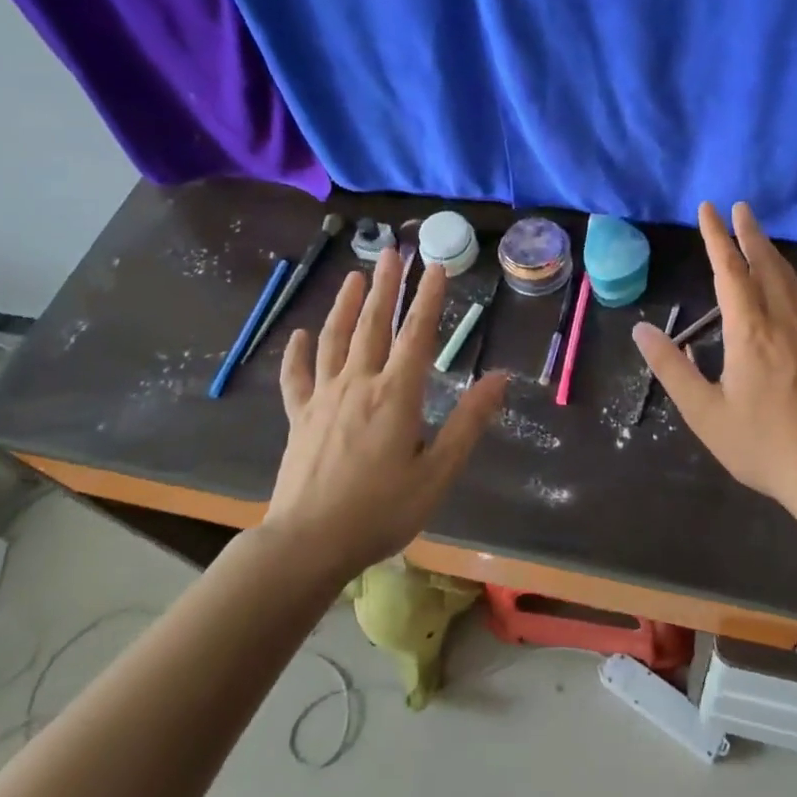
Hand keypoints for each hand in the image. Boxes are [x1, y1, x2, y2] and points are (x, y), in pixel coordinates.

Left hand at [269, 249, 504, 575]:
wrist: (307, 544)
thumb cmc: (380, 511)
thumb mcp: (437, 473)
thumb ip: (468, 422)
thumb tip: (500, 378)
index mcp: (396, 394)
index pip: (417, 333)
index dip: (428, 297)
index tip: (436, 266)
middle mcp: (359, 384)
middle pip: (373, 324)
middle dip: (386, 286)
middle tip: (392, 252)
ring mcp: (324, 398)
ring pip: (334, 339)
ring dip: (346, 305)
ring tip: (354, 276)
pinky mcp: (299, 417)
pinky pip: (296, 377)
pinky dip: (298, 353)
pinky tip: (299, 334)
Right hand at [632, 202, 796, 518]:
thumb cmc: (761, 444)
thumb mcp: (704, 412)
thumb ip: (672, 368)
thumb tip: (642, 331)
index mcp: (750, 331)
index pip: (729, 270)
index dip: (716, 237)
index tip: (709, 209)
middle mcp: (783, 320)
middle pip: (766, 264)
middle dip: (750, 234)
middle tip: (740, 207)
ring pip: (790, 279)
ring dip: (772, 252)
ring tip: (760, 237)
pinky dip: (791, 278)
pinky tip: (789, 286)